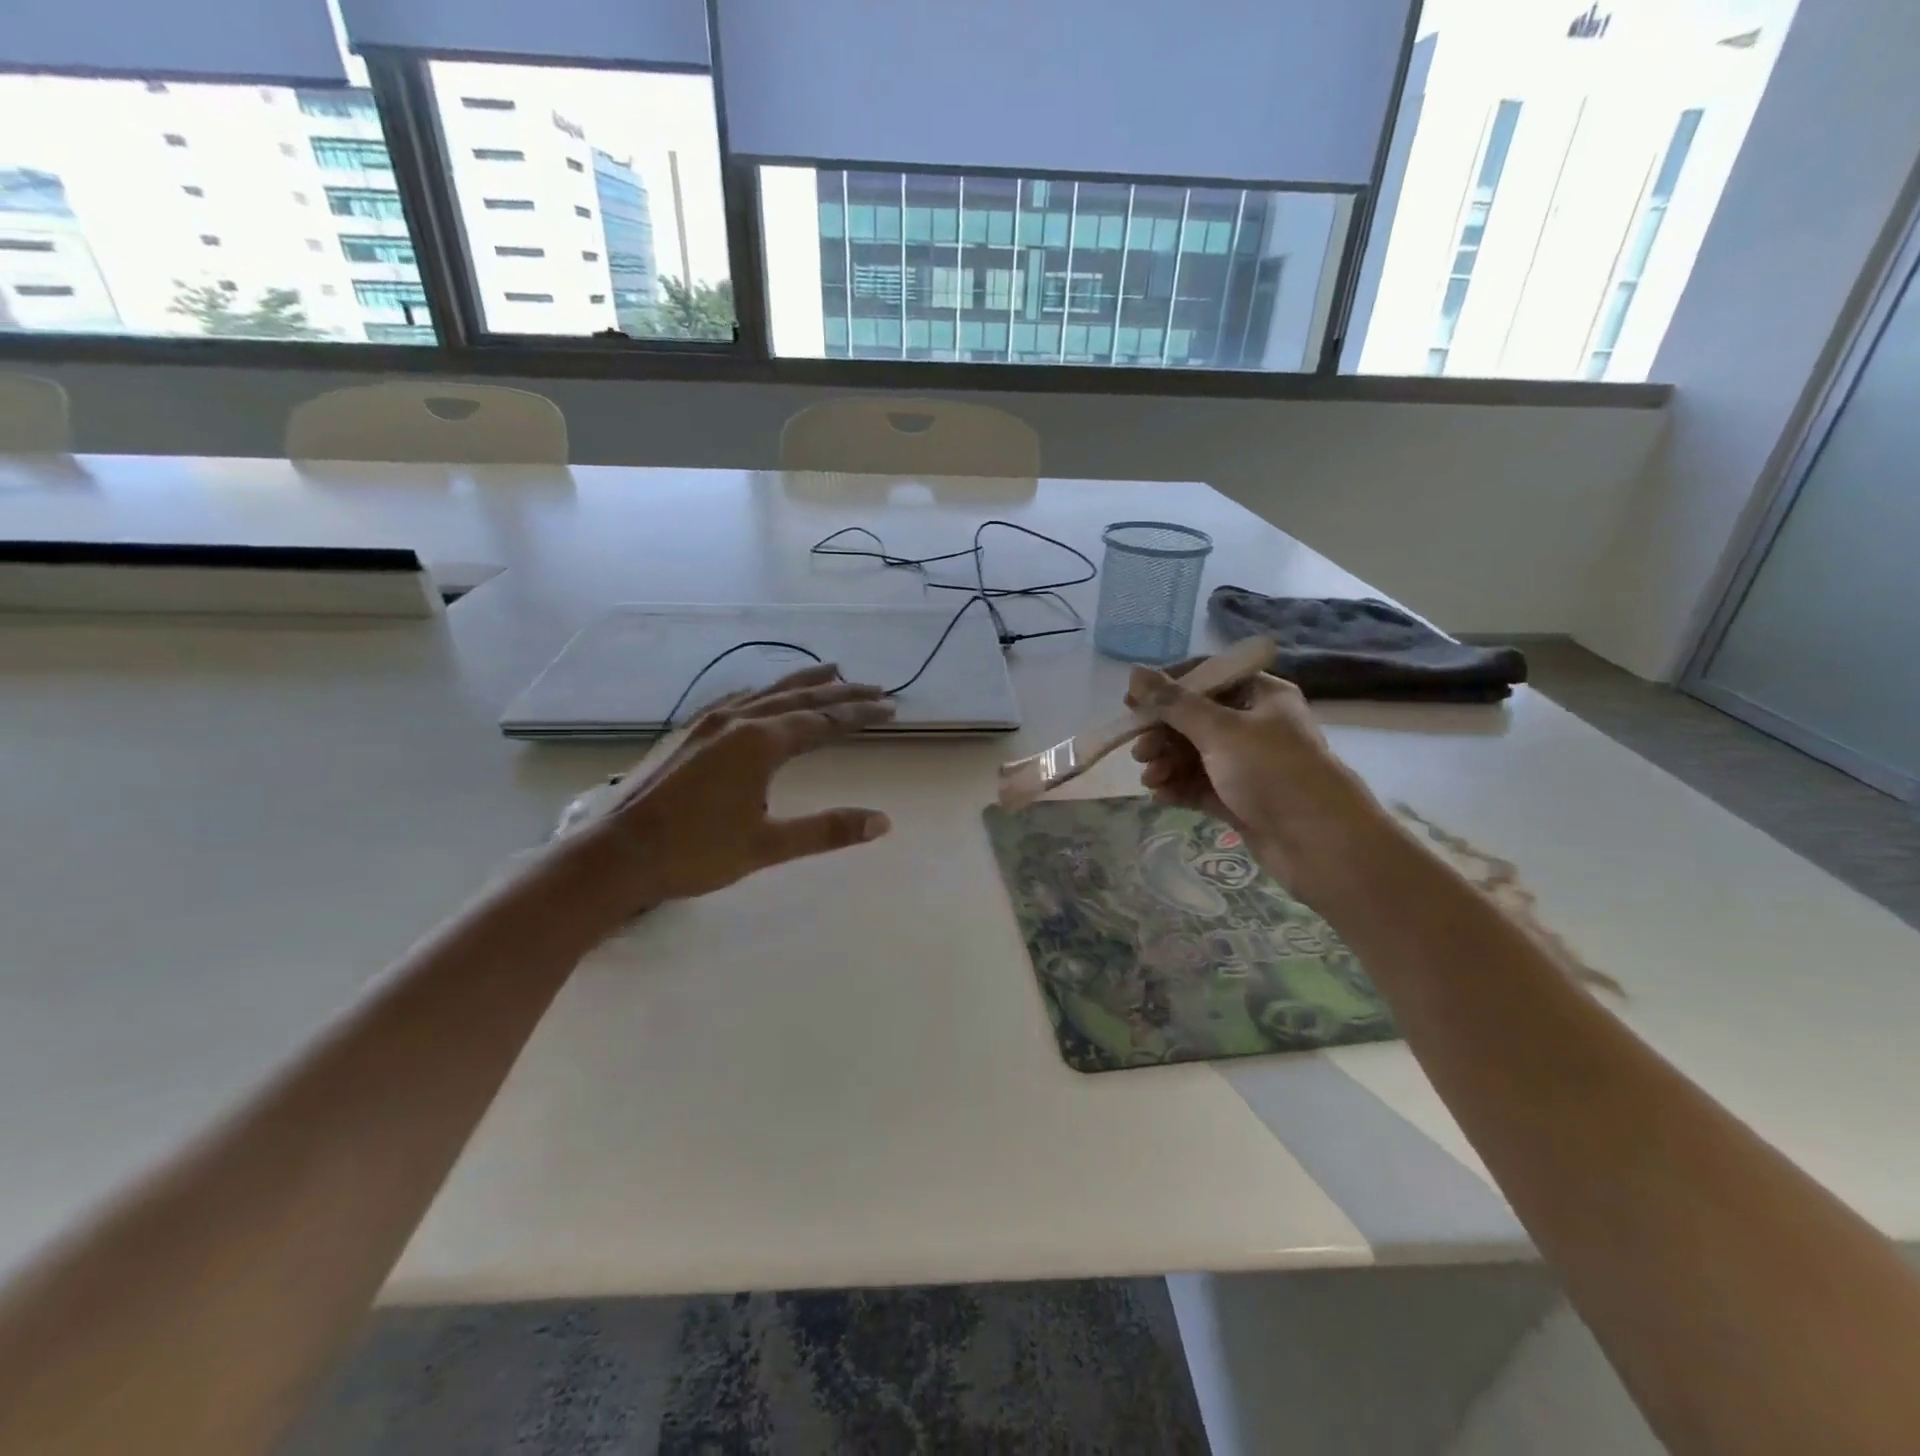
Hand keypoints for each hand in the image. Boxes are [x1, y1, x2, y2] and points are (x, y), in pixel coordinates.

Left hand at [562, 665, 895, 929]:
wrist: (618, 854)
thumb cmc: (695, 852)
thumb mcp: (768, 845)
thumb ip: (827, 830)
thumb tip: (883, 822)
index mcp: (760, 743)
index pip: (823, 722)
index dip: (859, 715)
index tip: (889, 708)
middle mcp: (737, 721)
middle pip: (800, 698)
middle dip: (840, 693)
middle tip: (873, 687)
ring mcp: (708, 722)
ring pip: (766, 692)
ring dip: (802, 683)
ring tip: (830, 672)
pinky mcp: (688, 732)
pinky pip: (737, 699)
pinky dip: (763, 692)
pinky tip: (762, 694)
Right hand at [1127, 664, 1379, 891]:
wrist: (1321, 845)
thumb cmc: (1273, 772)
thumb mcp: (1220, 731)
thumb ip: (1173, 703)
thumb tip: (1133, 673)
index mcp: (1259, 696)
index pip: (1206, 677)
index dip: (1166, 687)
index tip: (1132, 703)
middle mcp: (1254, 725)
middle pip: (1194, 718)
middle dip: (1163, 734)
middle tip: (1139, 751)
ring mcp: (1247, 764)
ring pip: (1193, 754)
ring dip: (1166, 763)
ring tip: (1150, 779)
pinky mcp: (1239, 798)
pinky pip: (1199, 785)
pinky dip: (1178, 787)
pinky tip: (1160, 796)